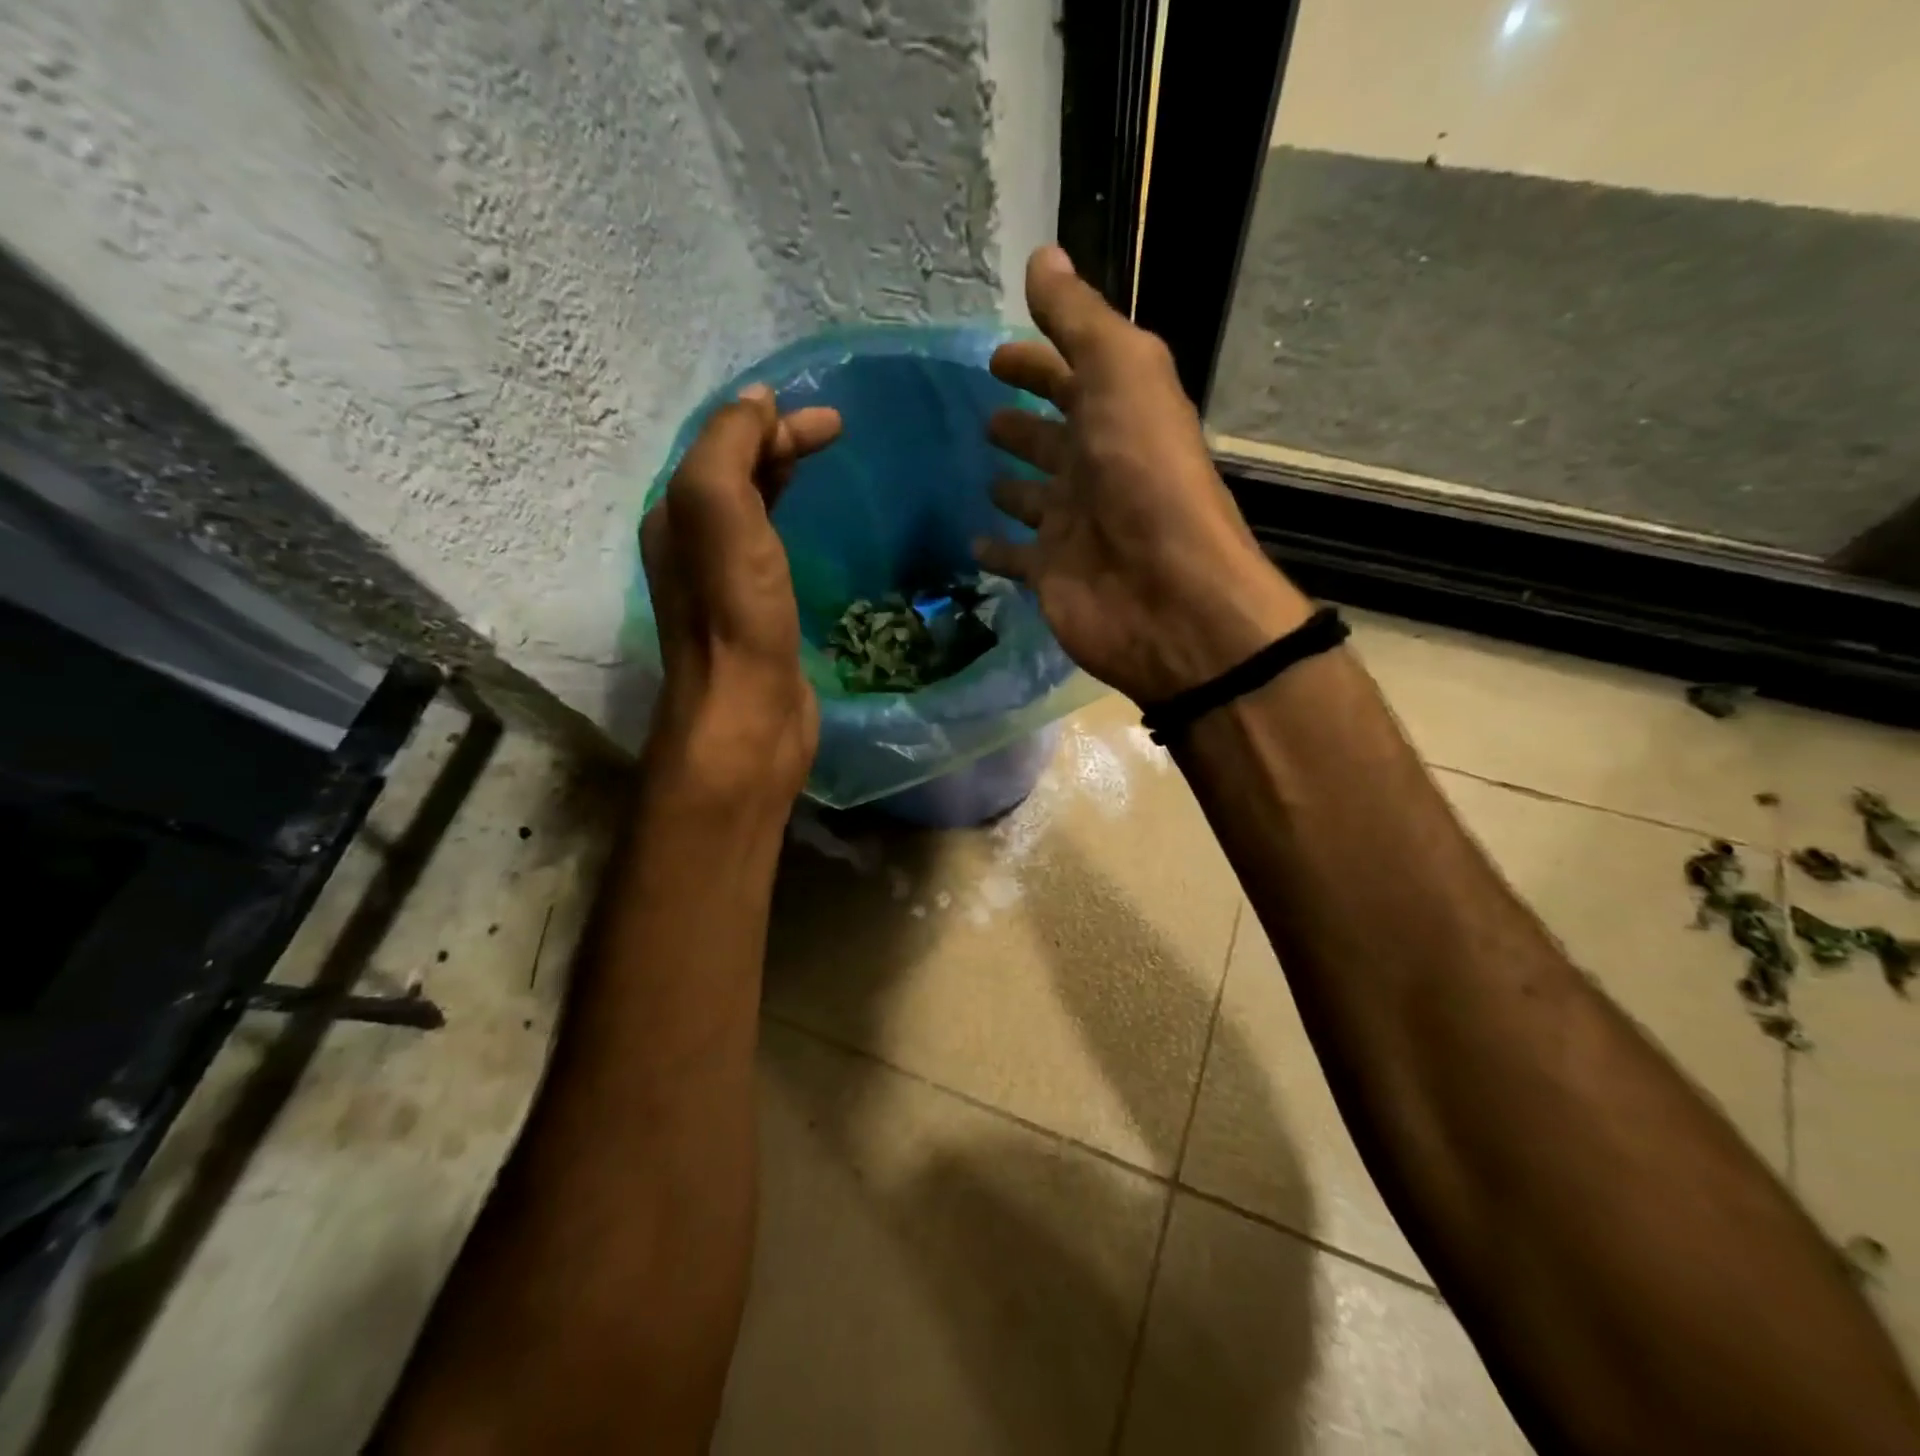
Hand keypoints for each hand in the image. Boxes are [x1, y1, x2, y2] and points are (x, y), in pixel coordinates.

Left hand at [641, 384, 840, 802]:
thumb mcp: (719, 512)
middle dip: (778, 446)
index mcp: (677, 516)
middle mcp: (692, 546)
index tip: (831, 422)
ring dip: (782, 481)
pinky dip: (790, 525)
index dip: (770, 424)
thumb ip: (728, 448)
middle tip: (834, 433)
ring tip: (821, 468)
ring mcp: (724, 585)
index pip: (720, 446)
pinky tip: (811, 532)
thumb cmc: (734, 614)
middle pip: (734, 475)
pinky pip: (770, 551)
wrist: (748, 715)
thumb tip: (756, 403)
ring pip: (752, 512)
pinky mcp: (756, 617)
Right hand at [976, 247, 1313, 705]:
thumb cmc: (1144, 475)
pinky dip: (995, 550)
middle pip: (1052, 439)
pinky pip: (1016, 558)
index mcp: (1116, 415)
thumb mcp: (1120, 373)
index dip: (1037, 362)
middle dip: (1021, 423)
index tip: (995, 354)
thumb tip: (1043, 256)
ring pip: (1035, 498)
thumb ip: (1079, 320)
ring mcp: (1073, 526)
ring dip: (1012, 485)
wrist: (1165, 593)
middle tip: (983, 415)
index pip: (1071, 377)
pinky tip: (970, 540)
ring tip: (977, 471)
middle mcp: (1095, 469)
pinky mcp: (1051, 576)